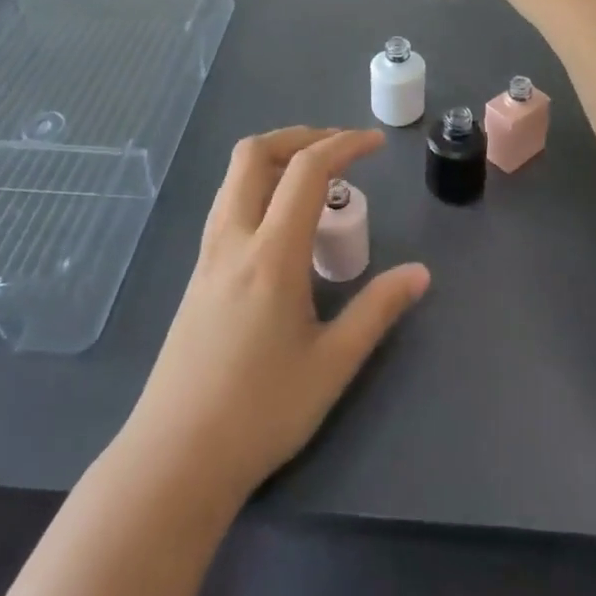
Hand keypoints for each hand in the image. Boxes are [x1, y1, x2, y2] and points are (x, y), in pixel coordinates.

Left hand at [124, 128, 429, 504]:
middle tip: (339, 148)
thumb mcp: (332, 364)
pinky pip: (227, 204)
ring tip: (314, 178)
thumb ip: (377, 311)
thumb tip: (420, 273)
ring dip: (274, 157)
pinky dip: (257, 186)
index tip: (377, 144)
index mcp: (271, 253)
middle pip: (255, 153)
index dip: (344, 145)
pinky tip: (281, 222)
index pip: (307, 170)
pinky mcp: (197, 275)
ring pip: (234, 177)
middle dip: (300, 136)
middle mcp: (233, 239)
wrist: (175, 459)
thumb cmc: (260, 412)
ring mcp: (208, 255)